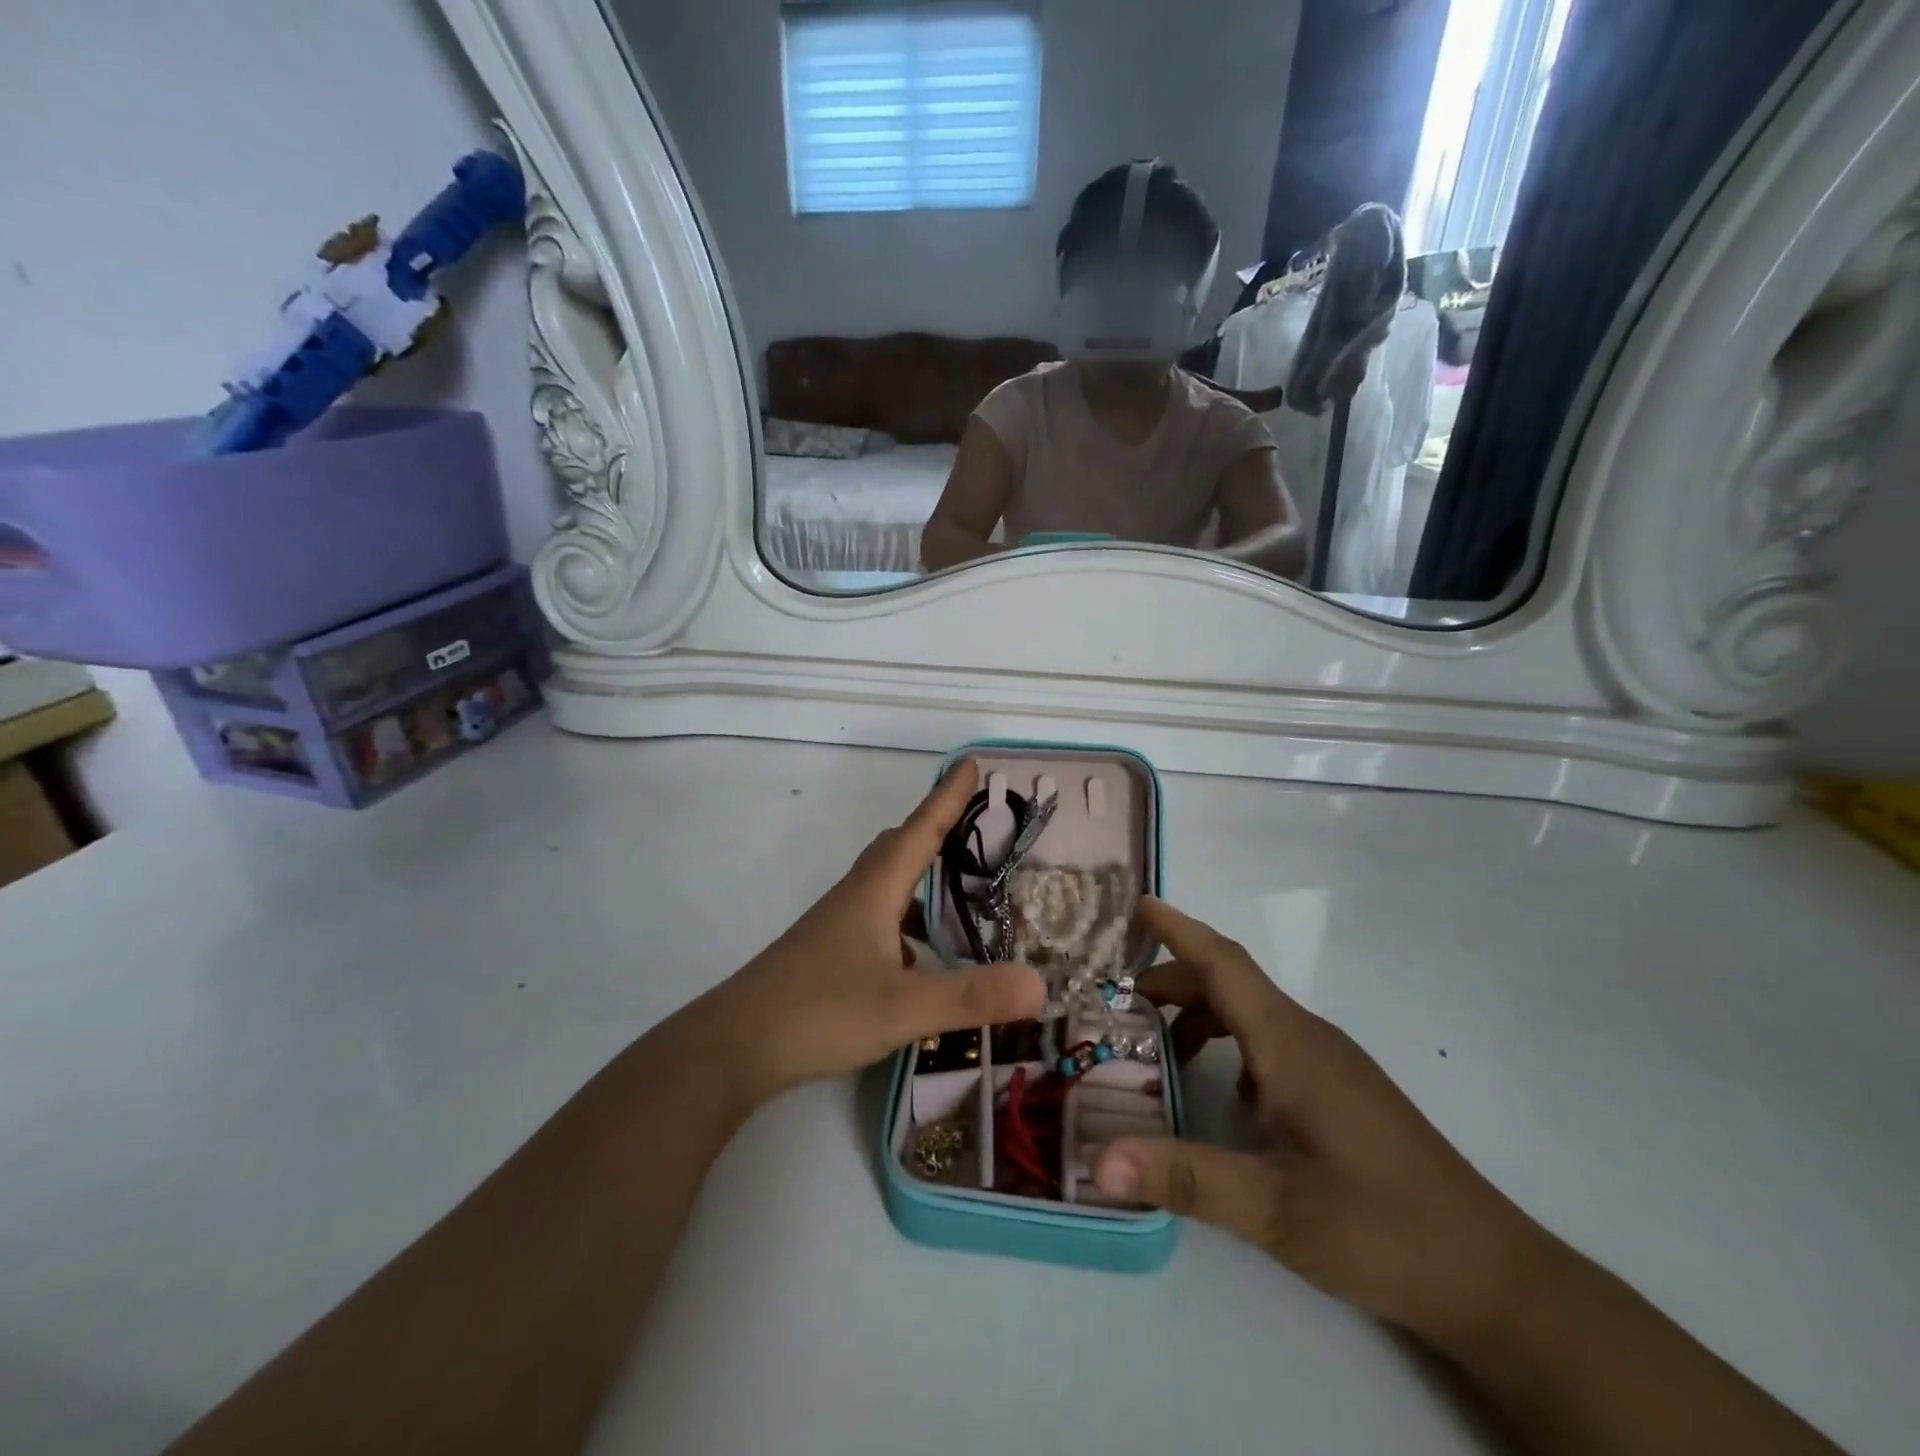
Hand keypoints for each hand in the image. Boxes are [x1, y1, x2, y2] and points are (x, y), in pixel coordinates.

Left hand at [699, 760, 1045, 1107]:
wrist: (733, 1046)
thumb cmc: (819, 1012)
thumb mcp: (903, 1008)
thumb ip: (971, 996)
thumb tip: (1040, 985)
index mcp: (874, 891)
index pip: (919, 830)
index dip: (947, 797)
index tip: (970, 764)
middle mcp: (855, 898)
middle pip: (898, 848)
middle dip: (934, 830)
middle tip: (972, 827)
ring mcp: (836, 927)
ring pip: (885, 886)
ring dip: (920, 880)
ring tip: (958, 897)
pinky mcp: (827, 955)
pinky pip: (877, 920)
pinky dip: (905, 923)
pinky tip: (920, 960)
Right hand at [1092, 898, 1555, 1348]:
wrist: (1494, 1276)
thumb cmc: (1382, 1228)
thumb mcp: (1273, 1208)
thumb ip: (1185, 1178)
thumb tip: (1099, 1161)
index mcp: (1288, 1043)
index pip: (1222, 962)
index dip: (1177, 929)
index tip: (1136, 903)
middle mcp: (1308, 1037)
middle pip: (1229, 983)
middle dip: (1172, 982)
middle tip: (1120, 1005)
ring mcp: (1329, 1062)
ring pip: (1250, 1014)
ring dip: (1200, 1016)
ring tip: (1159, 1051)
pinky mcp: (1340, 1090)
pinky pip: (1271, 1043)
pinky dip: (1231, 1046)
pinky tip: (1224, 1094)